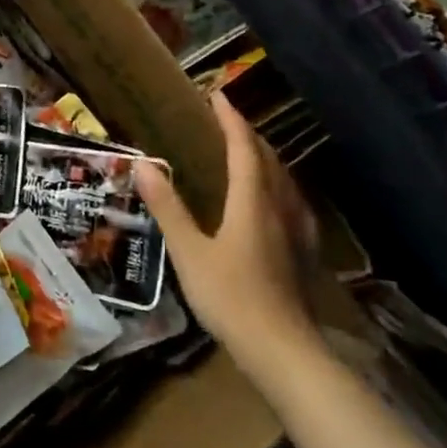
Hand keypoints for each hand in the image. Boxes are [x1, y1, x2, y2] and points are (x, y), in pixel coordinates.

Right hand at [137, 91, 321, 376]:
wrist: (283, 351)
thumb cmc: (231, 297)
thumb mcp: (189, 252)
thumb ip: (168, 207)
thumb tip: (144, 164)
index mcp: (252, 202)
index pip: (244, 149)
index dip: (231, 121)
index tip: (218, 96)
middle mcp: (279, 209)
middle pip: (270, 160)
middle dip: (249, 135)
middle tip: (228, 121)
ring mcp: (296, 232)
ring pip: (284, 181)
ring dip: (266, 159)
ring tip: (247, 152)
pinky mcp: (302, 253)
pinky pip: (290, 202)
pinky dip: (276, 185)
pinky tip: (271, 201)